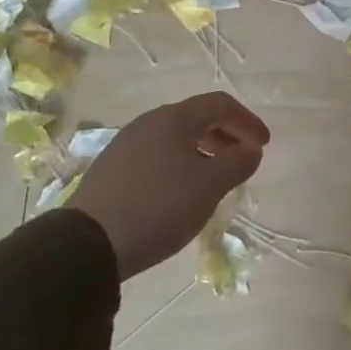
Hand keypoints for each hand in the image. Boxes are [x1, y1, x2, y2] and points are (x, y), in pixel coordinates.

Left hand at [71, 92, 270, 279]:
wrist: (87, 246)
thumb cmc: (158, 206)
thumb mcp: (209, 185)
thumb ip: (238, 162)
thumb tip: (252, 150)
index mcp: (173, 119)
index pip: (220, 104)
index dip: (247, 121)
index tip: (263, 145)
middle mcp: (147, 124)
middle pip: (197, 118)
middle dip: (227, 135)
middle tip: (244, 159)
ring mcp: (125, 147)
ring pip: (176, 139)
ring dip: (205, 152)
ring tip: (217, 179)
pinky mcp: (112, 172)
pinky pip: (157, 157)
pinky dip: (181, 165)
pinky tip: (183, 193)